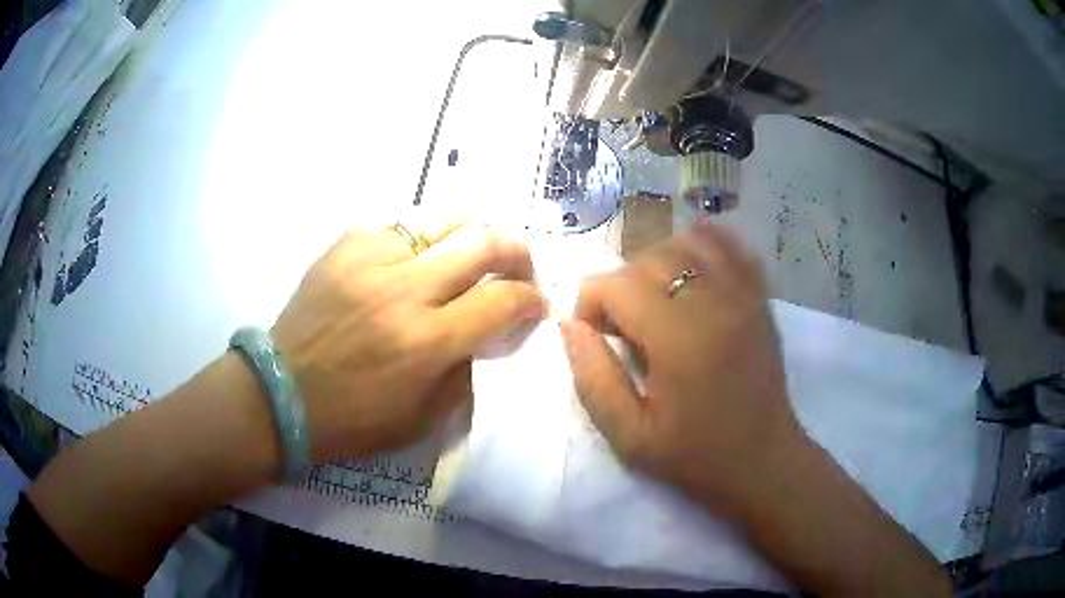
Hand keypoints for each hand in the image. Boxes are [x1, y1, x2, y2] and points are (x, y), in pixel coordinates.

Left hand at [272, 222, 545, 460]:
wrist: (282, 393)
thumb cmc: (353, 419)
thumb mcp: (424, 417)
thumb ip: (466, 370)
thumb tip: (492, 332)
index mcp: (425, 342)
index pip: (503, 300)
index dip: (532, 300)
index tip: (535, 305)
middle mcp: (403, 289)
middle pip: (484, 241)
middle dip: (517, 251)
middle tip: (518, 268)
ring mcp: (370, 258)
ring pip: (444, 219)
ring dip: (472, 236)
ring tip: (473, 256)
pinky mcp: (345, 244)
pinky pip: (400, 228)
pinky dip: (421, 243)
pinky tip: (414, 264)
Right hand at [560, 217, 804, 509]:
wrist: (764, 462)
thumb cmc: (696, 456)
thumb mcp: (630, 436)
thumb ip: (593, 378)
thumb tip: (568, 325)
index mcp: (678, 339)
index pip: (618, 283)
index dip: (591, 301)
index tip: (595, 335)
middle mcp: (714, 304)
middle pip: (650, 258)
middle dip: (621, 284)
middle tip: (622, 326)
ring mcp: (743, 297)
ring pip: (689, 245)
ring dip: (658, 262)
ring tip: (654, 297)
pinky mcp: (760, 301)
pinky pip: (735, 250)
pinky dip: (710, 240)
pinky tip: (695, 246)